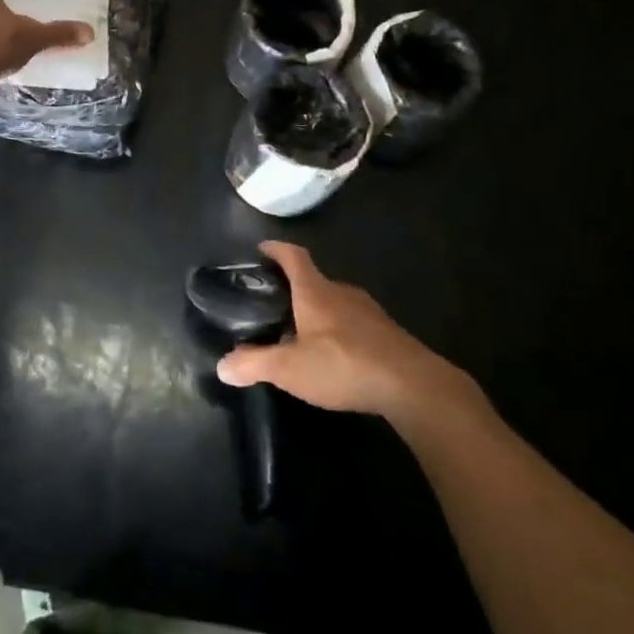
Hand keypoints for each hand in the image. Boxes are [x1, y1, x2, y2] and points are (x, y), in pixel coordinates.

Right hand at [216, 242, 486, 424]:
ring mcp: (368, 311)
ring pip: (334, 302)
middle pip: (313, 280)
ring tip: (299, 333)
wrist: (412, 384)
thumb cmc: (343, 364)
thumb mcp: (289, 369)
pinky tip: (333, 355)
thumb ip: (254, 364)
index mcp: (315, 291)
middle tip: (273, 305)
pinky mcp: (386, 333)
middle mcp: (341, 292)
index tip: (261, 249)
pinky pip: (353, 323)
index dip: (276, 249)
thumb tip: (221, 366)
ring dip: (316, 311)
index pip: (293, 256)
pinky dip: (337, 331)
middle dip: (293, 288)